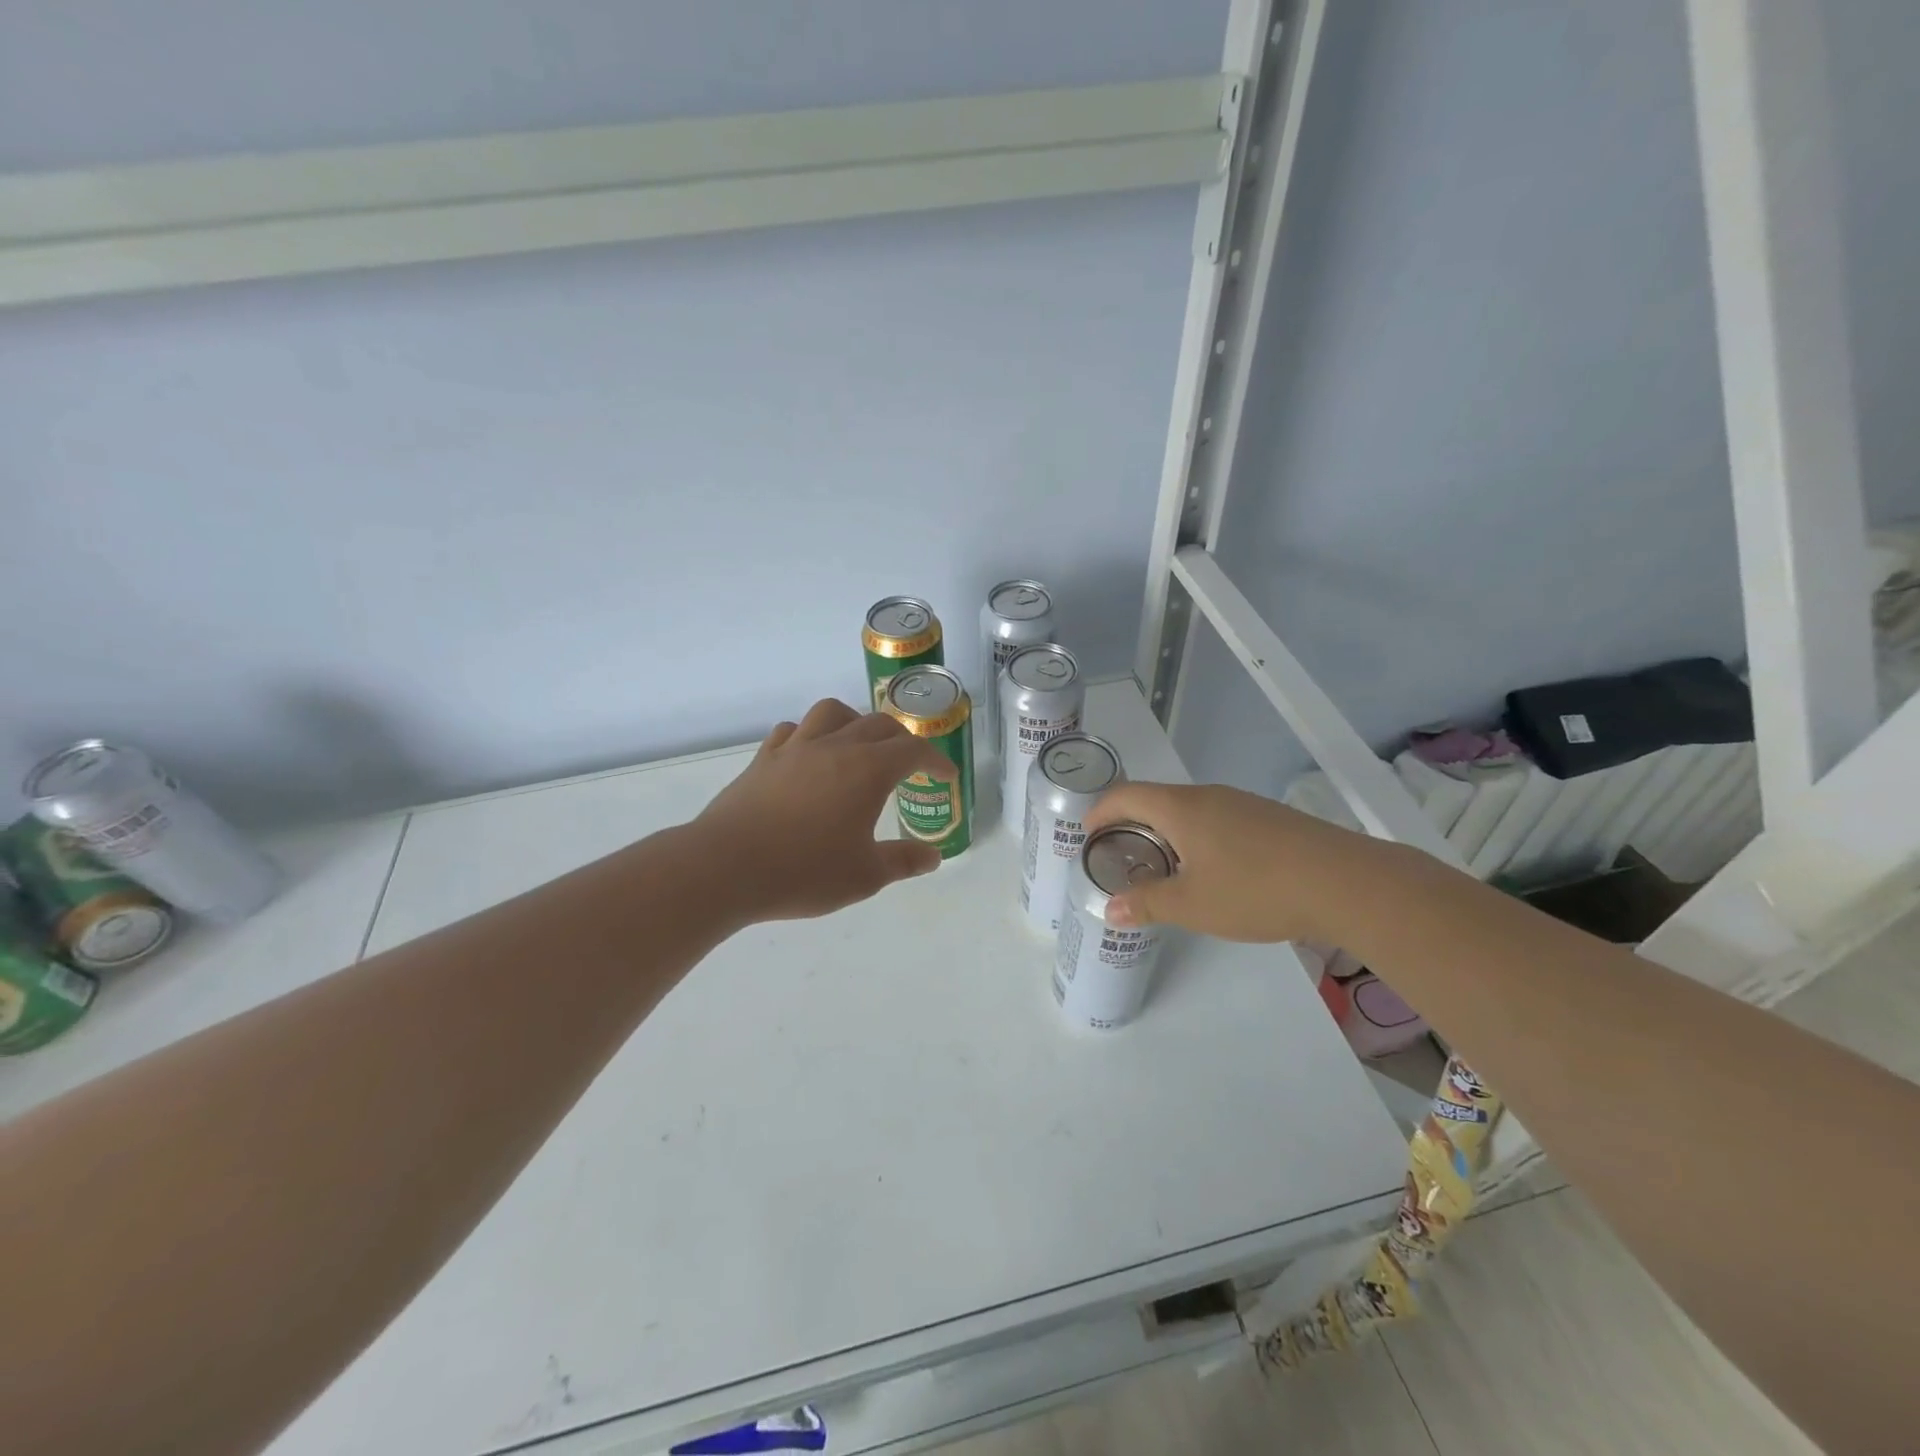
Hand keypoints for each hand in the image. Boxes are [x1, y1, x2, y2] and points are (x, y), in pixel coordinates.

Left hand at [693, 698, 951, 922]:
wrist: (727, 867)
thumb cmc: (804, 872)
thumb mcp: (865, 876)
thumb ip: (903, 861)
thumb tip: (932, 856)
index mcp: (868, 770)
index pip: (913, 751)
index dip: (935, 760)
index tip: (945, 776)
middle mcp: (835, 747)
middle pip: (878, 725)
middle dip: (901, 739)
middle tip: (909, 764)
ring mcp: (795, 748)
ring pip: (832, 713)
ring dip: (854, 722)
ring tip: (858, 745)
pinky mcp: (764, 759)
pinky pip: (792, 731)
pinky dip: (810, 735)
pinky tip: (809, 756)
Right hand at [1082, 781, 1391, 943]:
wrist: (1345, 882)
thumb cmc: (1256, 889)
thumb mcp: (1193, 904)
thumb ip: (1148, 903)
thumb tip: (1110, 909)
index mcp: (1181, 808)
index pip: (1127, 795)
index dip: (1101, 811)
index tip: (1087, 833)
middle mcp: (1209, 796)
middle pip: (1157, 799)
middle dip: (1132, 823)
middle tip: (1119, 854)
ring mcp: (1243, 804)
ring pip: (1190, 810)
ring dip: (1166, 831)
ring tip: (1162, 865)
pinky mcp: (1269, 819)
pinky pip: (1217, 819)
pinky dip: (1197, 837)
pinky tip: (1212, 869)